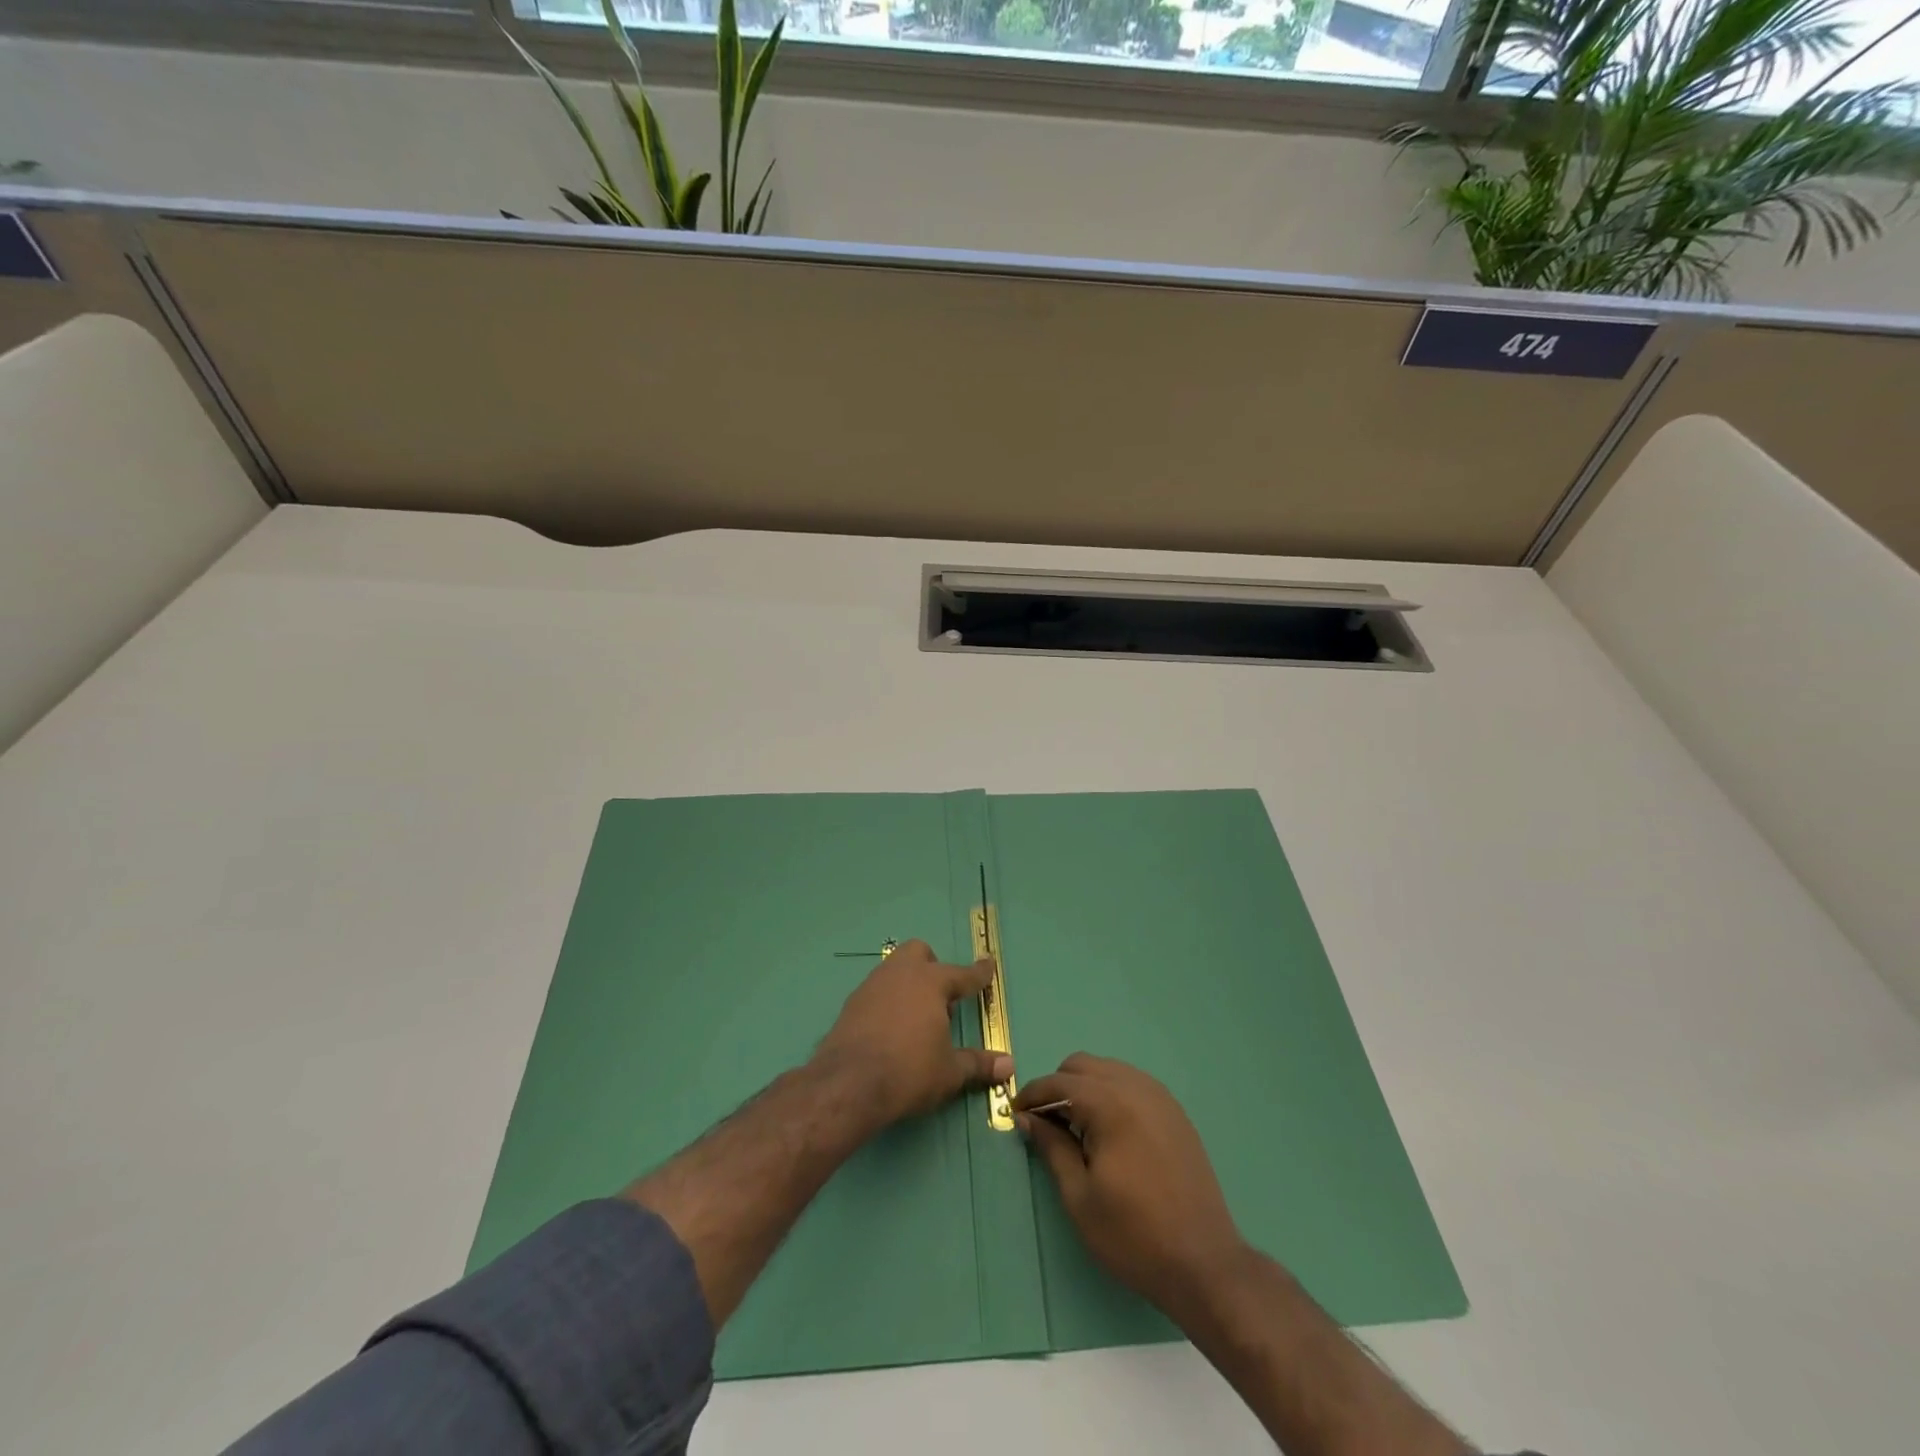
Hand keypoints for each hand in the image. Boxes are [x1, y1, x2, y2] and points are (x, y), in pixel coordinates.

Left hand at [813, 939, 1012, 1129]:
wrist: (848, 1084)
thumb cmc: (909, 1071)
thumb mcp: (949, 1072)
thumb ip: (978, 1064)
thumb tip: (1010, 1065)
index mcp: (931, 982)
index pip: (962, 974)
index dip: (978, 973)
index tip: (988, 964)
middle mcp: (901, 974)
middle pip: (920, 953)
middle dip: (933, 967)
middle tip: (941, 999)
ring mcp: (872, 985)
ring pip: (894, 969)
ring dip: (908, 984)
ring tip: (917, 1018)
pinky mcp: (851, 1004)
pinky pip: (876, 991)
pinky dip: (888, 1002)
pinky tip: (890, 1029)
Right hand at [1015, 1053, 1246, 1319]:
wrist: (1204, 1264)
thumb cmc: (1133, 1235)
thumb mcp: (1079, 1196)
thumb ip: (1052, 1147)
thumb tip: (1027, 1118)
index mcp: (1110, 1104)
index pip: (1059, 1082)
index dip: (1032, 1095)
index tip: (1015, 1114)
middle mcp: (1136, 1087)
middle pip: (1083, 1066)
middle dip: (1058, 1086)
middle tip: (1046, 1124)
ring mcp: (1160, 1097)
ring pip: (1108, 1070)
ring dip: (1085, 1087)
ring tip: (1076, 1128)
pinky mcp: (1175, 1112)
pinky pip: (1132, 1084)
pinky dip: (1111, 1094)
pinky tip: (1109, 1132)